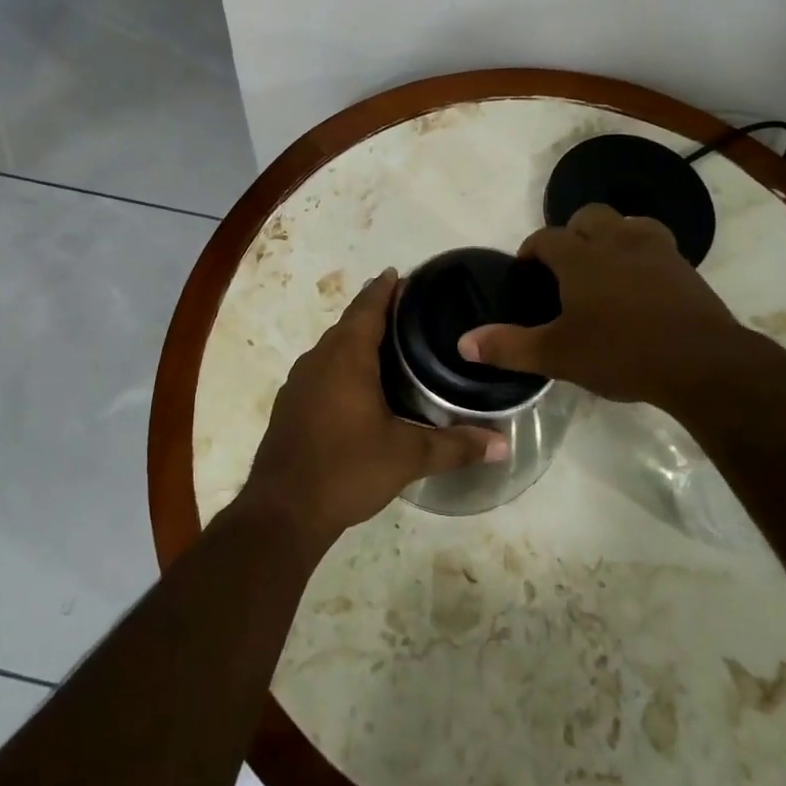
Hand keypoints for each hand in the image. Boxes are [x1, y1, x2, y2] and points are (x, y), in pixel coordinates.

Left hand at [237, 270, 506, 547]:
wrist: (283, 511)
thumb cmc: (347, 469)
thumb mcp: (407, 456)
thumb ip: (455, 446)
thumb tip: (503, 444)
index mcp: (347, 356)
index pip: (368, 306)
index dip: (385, 289)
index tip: (402, 274)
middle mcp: (319, 358)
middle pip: (349, 322)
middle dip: (374, 310)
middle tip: (407, 309)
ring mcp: (299, 381)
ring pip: (332, 347)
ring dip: (356, 338)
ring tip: (388, 343)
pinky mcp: (290, 404)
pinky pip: (321, 368)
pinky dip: (341, 363)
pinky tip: (358, 385)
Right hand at [459, 203, 753, 406]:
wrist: (701, 362)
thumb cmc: (621, 353)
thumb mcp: (558, 355)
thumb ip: (509, 346)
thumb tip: (463, 342)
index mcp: (580, 257)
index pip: (546, 238)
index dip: (531, 250)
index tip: (526, 270)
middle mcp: (615, 240)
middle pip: (587, 216)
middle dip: (572, 234)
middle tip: (567, 269)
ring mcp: (654, 249)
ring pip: (626, 224)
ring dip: (611, 237)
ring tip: (606, 268)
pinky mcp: (684, 265)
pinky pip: (656, 245)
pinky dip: (642, 254)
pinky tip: (642, 283)